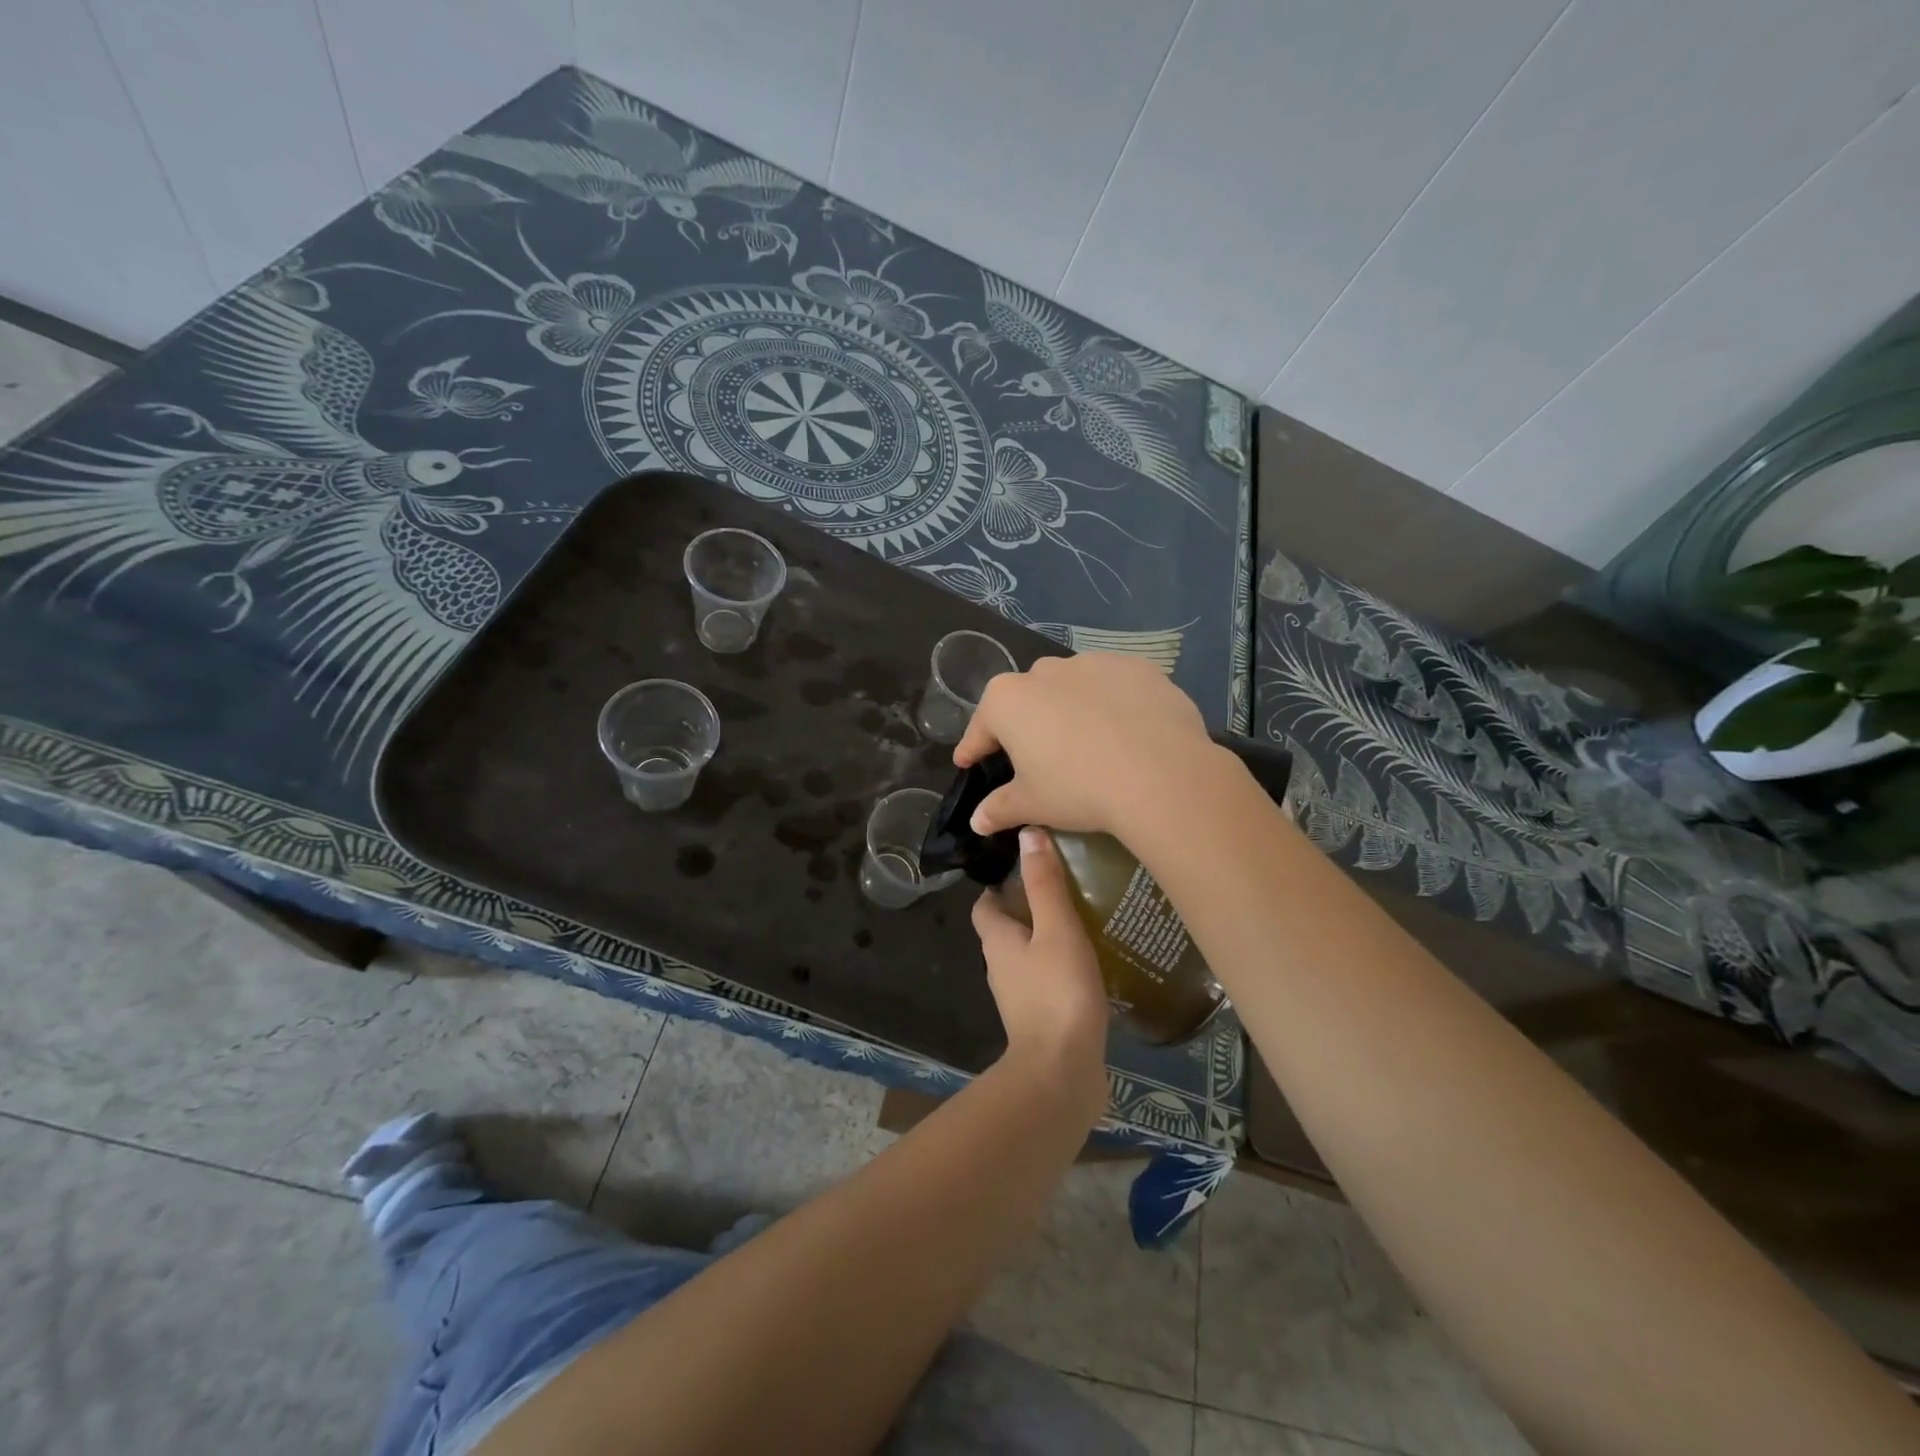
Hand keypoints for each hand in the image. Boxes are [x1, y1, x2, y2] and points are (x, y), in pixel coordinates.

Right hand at [955, 652, 1217, 838]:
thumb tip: (976, 821)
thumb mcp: (1033, 804)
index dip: (973, 748)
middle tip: (1036, 758)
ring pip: (1072, 688)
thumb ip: (1000, 808)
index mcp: (1008, 700)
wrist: (1160, 774)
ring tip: (1088, 744)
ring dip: (1071, 710)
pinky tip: (1126, 732)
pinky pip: (1114, 687)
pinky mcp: (1136, 667)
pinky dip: (1113, 705)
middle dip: (1027, 725)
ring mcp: (1093, 663)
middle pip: (1027, 700)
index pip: (982, 727)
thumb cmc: (1079, 788)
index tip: (968, 762)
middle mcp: (1045, 671)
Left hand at [972, 827, 1109, 1126]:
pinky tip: (1090, 963)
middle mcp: (1000, 967)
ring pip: (1027, 956)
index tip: (1025, 865)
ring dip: (1046, 938)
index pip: (985, 904)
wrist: (1062, 1074)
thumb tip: (1028, 833)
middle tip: (1064, 886)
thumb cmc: (1057, 994)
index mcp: (996, 941)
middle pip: (1006, 928)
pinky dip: (1060, 967)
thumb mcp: (1057, 929)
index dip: (998, 884)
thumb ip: (1045, 883)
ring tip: (1083, 918)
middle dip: (1027, 907)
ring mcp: (1019, 997)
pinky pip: (1046, 982)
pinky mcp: (1041, 1020)